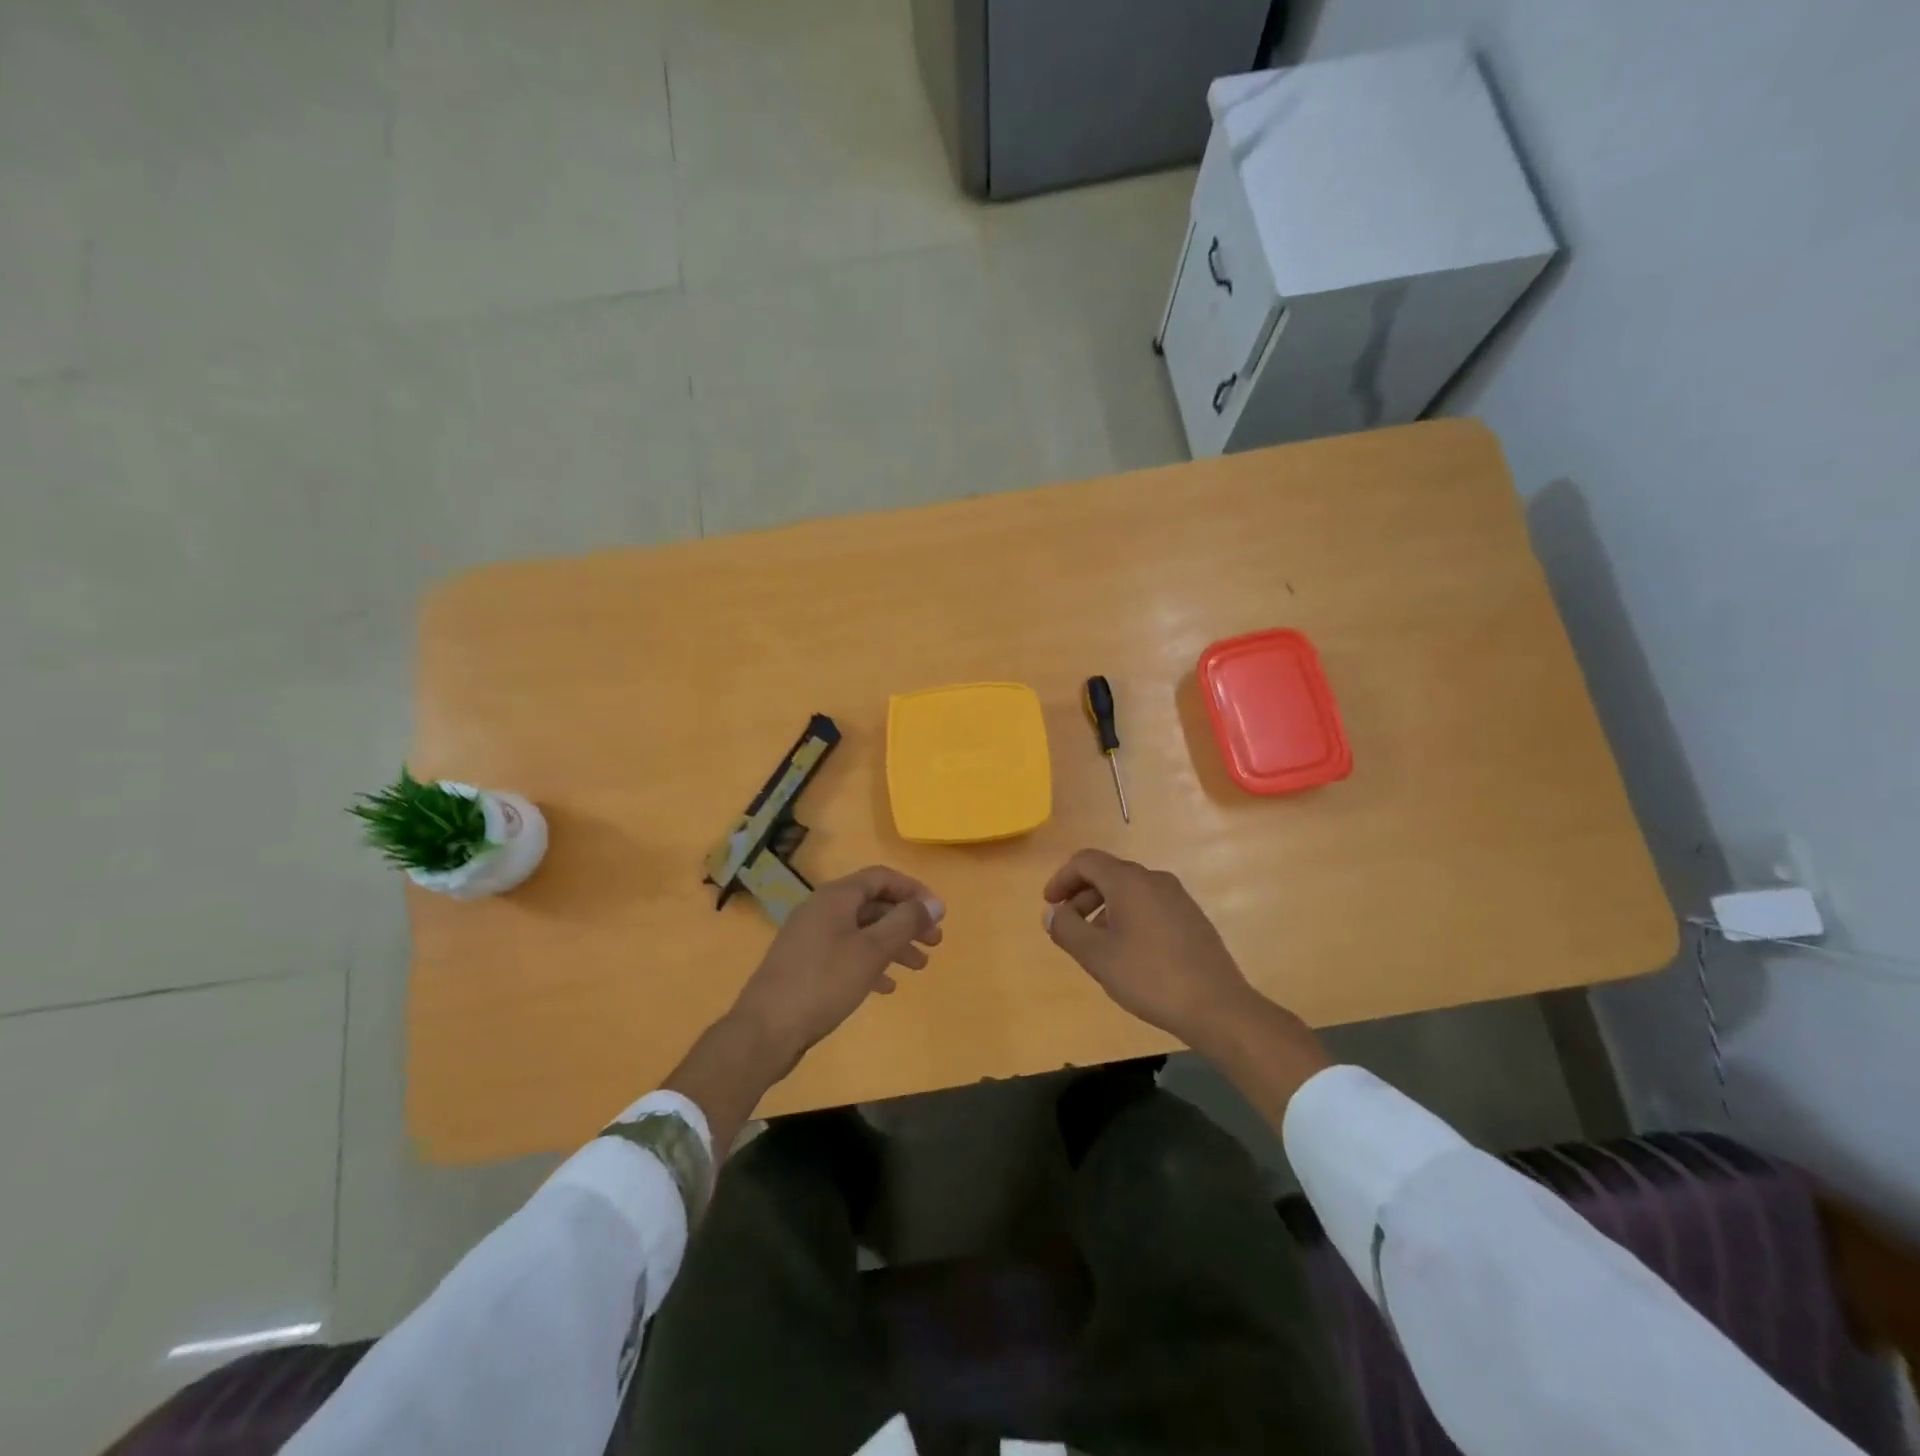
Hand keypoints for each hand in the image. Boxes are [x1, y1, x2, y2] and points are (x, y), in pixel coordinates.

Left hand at [727, 865, 944, 1075]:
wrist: (765, 1030)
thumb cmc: (823, 983)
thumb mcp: (872, 951)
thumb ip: (905, 923)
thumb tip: (934, 902)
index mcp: (835, 897)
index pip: (881, 878)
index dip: (912, 890)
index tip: (937, 913)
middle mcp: (821, 910)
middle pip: (872, 904)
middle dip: (906, 921)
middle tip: (934, 943)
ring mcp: (810, 937)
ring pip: (861, 931)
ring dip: (892, 944)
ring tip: (919, 967)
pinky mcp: (805, 965)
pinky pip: (845, 953)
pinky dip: (870, 963)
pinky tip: (886, 986)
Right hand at [1041, 849, 1261, 1054]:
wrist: (1217, 1006)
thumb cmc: (1149, 977)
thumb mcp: (1097, 956)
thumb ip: (1066, 929)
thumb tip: (1051, 913)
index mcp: (1129, 881)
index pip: (1086, 861)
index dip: (1062, 879)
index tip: (1050, 905)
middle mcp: (1154, 880)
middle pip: (1108, 874)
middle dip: (1082, 896)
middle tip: (1068, 926)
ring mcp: (1178, 898)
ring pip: (1130, 891)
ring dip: (1104, 908)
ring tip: (1096, 944)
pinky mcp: (1191, 918)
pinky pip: (1149, 905)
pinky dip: (1128, 917)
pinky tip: (1128, 952)